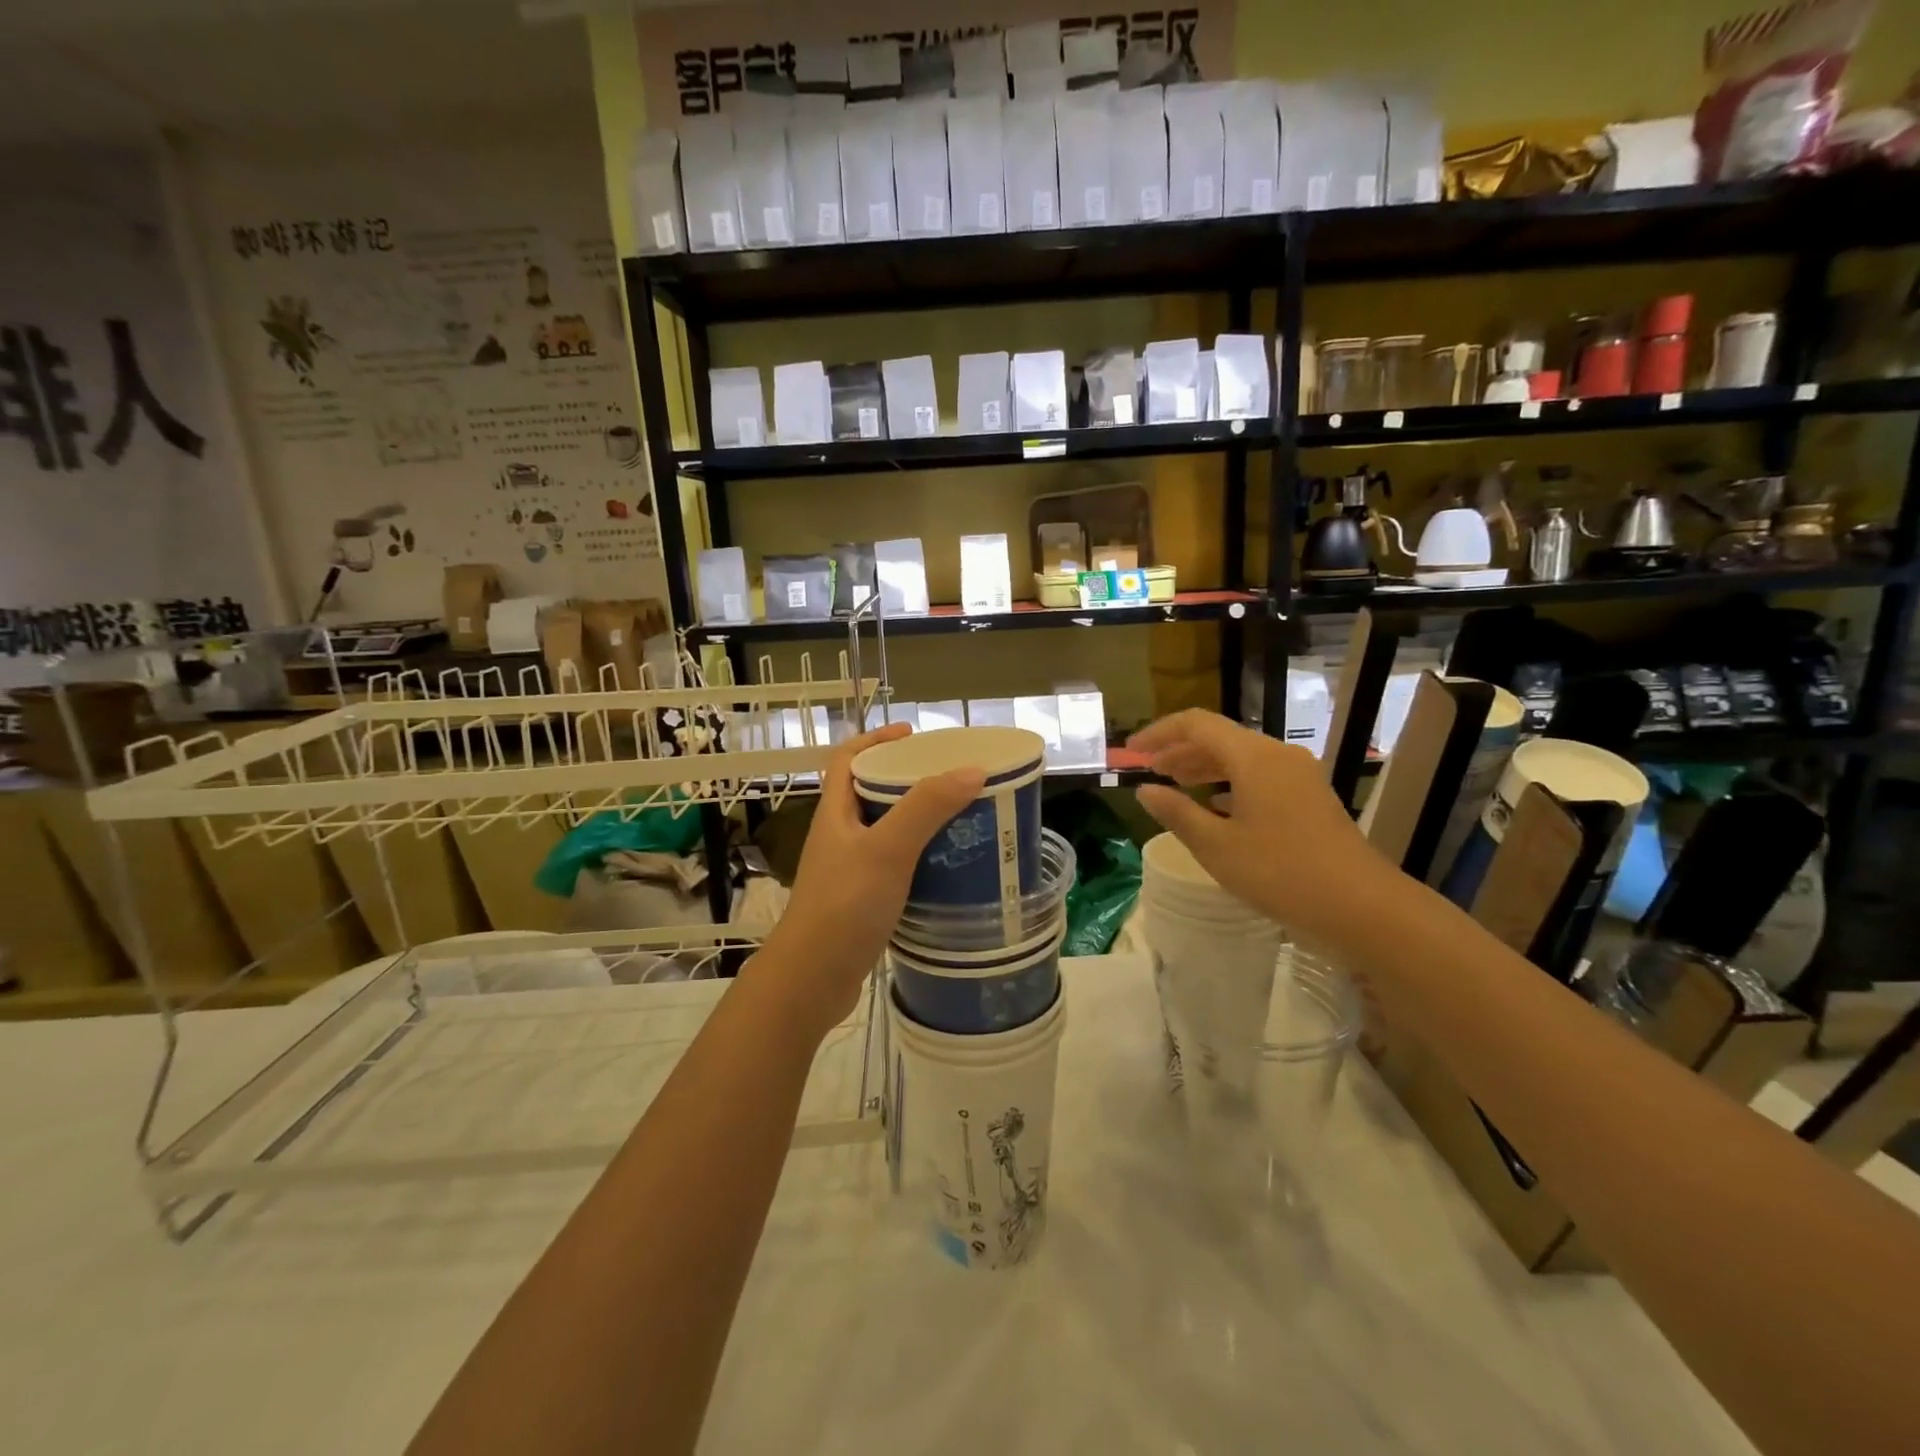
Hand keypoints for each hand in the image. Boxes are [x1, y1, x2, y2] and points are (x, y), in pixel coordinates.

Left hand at [750, 723, 985, 1039]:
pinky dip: (919, 860)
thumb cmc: (844, 906)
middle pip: (870, 794)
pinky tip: (946, 869)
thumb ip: (926, 808)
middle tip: (951, 779)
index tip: (914, 734)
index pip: (847, 760)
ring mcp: (848, 872)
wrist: (812, 981)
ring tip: (959, 819)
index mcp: (835, 814)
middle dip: (908, 781)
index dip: (876, 739)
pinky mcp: (861, 903)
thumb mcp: (887, 849)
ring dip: (917, 822)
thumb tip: (972, 769)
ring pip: (885, 833)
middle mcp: (839, 838)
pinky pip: (894, 867)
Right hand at [1128, 709, 1385, 943]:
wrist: (1362, 907)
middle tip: (1149, 771)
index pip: (1196, 724)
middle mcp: (1278, 755)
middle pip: (1219, 738)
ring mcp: (1299, 775)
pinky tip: (1215, 808)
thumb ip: (1177, 813)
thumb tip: (1144, 791)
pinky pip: (1260, 776)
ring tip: (1175, 785)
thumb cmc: (1281, 873)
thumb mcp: (1216, 846)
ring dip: (1204, 767)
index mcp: (1253, 757)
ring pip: (1241, 758)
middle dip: (1179, 751)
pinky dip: (1229, 784)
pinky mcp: (1309, 797)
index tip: (1131, 753)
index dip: (1159, 733)